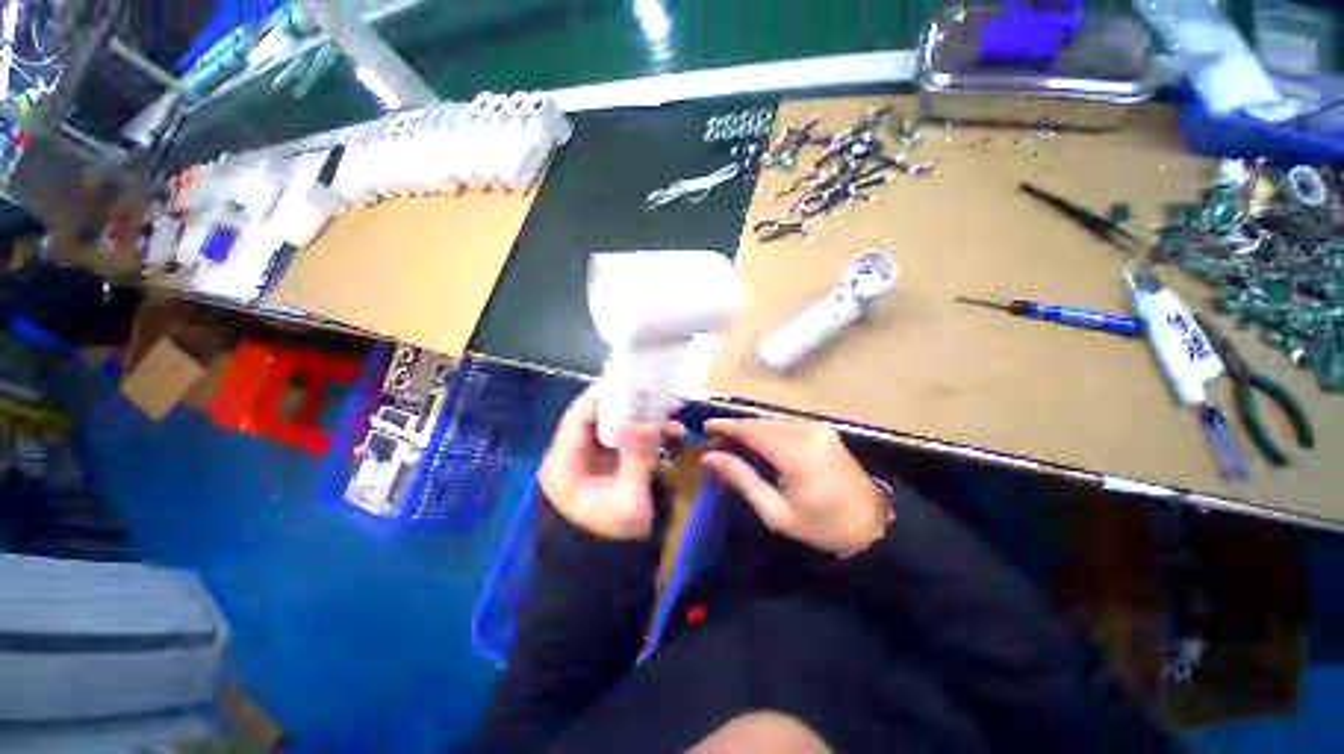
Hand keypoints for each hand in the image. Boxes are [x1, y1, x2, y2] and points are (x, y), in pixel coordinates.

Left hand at [539, 386, 682, 539]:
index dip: (603, 395)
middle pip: (598, 416)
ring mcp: (589, 457)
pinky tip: (671, 431)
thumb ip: (636, 458)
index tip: (632, 381)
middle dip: (631, 404)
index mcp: (563, 464)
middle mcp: (571, 455)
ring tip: (674, 412)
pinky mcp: (605, 461)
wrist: (611, 569)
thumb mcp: (628, 499)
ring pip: (614, 424)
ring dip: (643, 417)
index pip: (577, 416)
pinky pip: (624, 437)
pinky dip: (646, 432)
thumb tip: (645, 421)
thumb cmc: (613, 539)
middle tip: (661, 396)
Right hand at [703, 419, 892, 555]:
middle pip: (761, 423)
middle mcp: (807, 432)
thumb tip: (711, 458)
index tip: (705, 428)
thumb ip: (742, 479)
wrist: (874, 525)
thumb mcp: (776, 512)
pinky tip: (757, 443)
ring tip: (731, 442)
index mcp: (796, 453)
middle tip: (715, 440)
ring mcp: (818, 429)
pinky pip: (787, 426)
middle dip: (736, 429)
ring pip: (773, 422)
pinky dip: (768, 432)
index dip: (726, 426)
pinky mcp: (823, 431)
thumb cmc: (822, 526)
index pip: (752, 430)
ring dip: (751, 430)